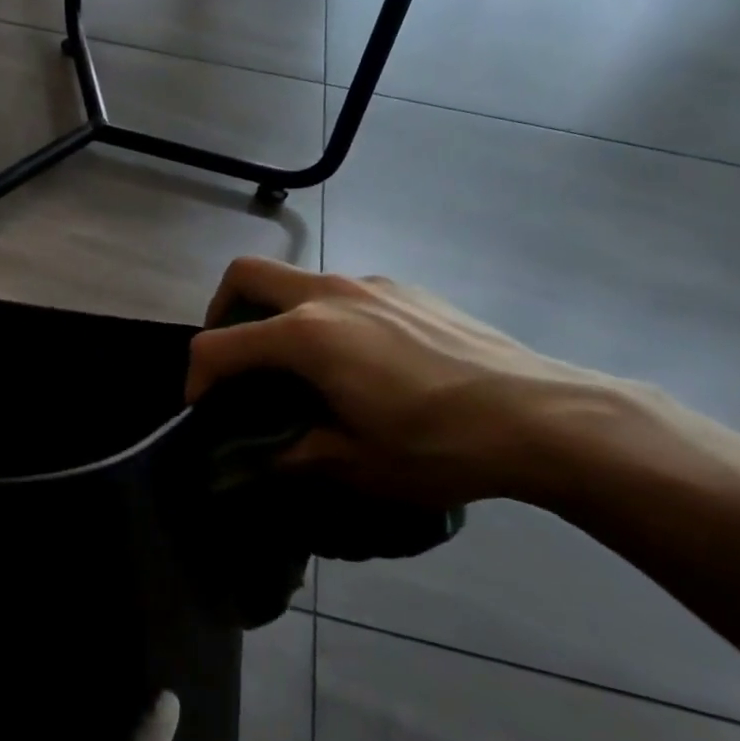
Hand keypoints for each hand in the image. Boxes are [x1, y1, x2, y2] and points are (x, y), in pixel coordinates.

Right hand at [186, 259, 618, 513]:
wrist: (543, 417)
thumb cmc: (439, 446)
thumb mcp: (356, 464)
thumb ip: (293, 454)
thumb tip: (259, 458)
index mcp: (307, 336)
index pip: (220, 344)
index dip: (197, 376)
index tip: (202, 407)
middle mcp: (330, 296)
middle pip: (247, 276)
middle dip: (222, 311)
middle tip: (233, 359)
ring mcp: (372, 285)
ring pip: (298, 281)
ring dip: (277, 315)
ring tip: (300, 369)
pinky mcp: (406, 289)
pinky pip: (344, 293)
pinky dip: (325, 317)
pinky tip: (360, 361)